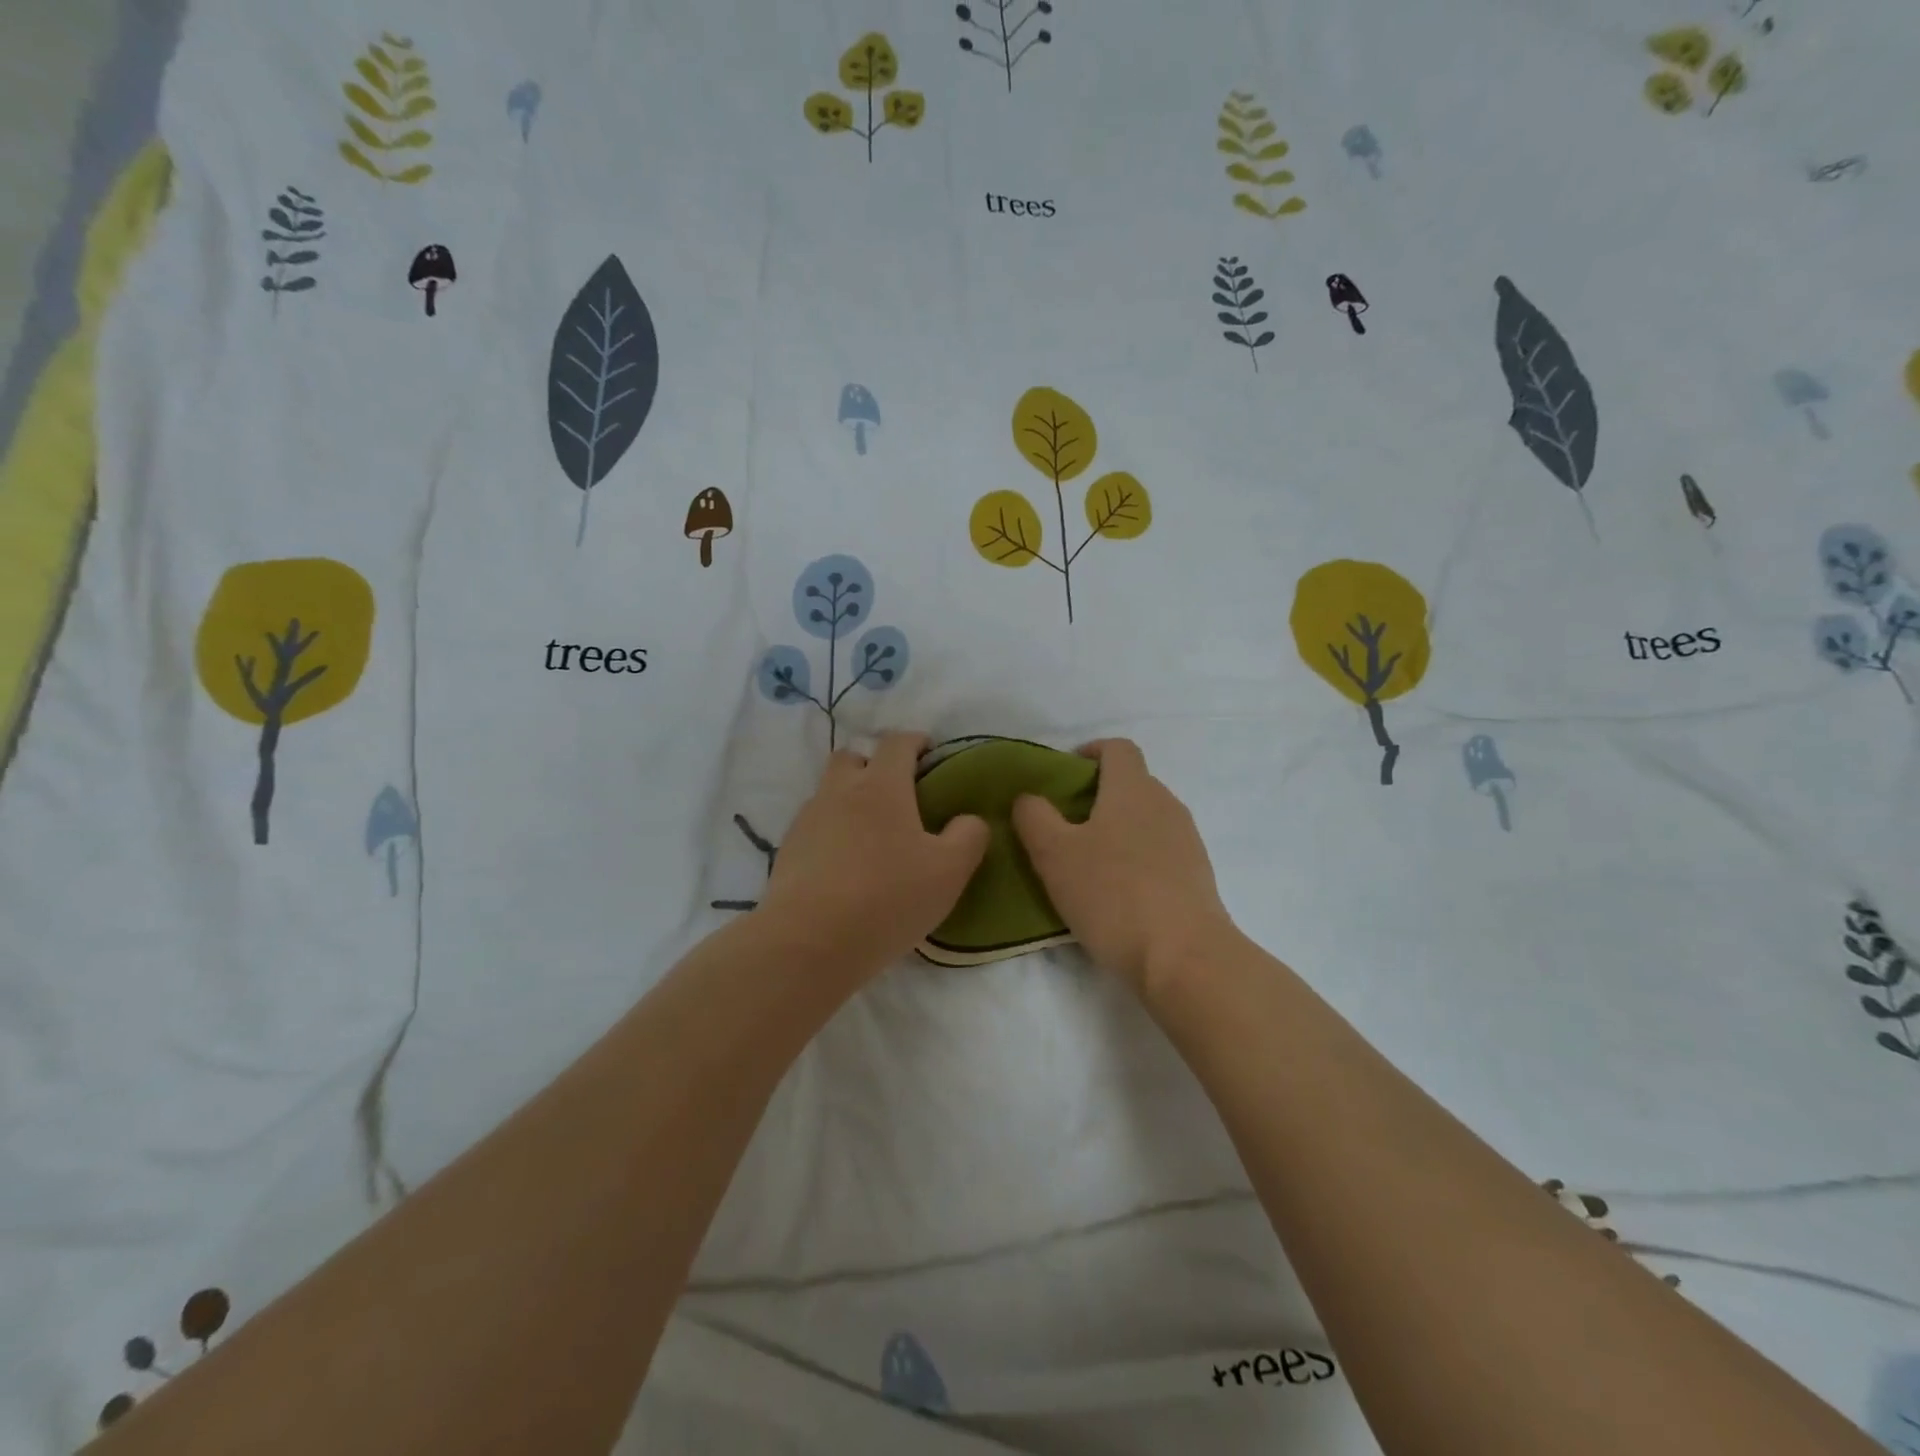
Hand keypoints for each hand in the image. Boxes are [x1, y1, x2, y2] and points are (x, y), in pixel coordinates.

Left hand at [755, 732, 990, 982]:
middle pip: (852, 757)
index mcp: (881, 786)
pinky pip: (814, 826)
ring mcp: (808, 820)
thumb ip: (969, 837)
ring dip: (849, 799)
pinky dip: (831, 831)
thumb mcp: (949, 871)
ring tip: (871, 835)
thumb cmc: (888, 898)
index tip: (929, 752)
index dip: (915, 741)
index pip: (897, 742)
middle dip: (873, 764)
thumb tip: (969, 820)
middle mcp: (839, 791)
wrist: (809, 942)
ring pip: (829, 791)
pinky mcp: (787, 851)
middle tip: (897, 793)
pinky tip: (845, 864)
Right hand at [1011, 738, 1236, 996]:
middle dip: (1097, 795)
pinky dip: (1136, 857)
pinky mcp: (1197, 875)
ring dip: (1117, 829)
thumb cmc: (1112, 895)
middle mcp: (1166, 804)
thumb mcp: (1054, 854)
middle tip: (1064, 825)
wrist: (1184, 957)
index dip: (1090, 751)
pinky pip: (1160, 851)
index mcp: (1133, 789)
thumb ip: (1034, 817)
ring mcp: (1187, 840)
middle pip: (1132, 783)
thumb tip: (1029, 798)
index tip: (1064, 774)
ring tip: (1087, 863)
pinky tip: (1117, 892)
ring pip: (1145, 819)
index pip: (1117, 748)